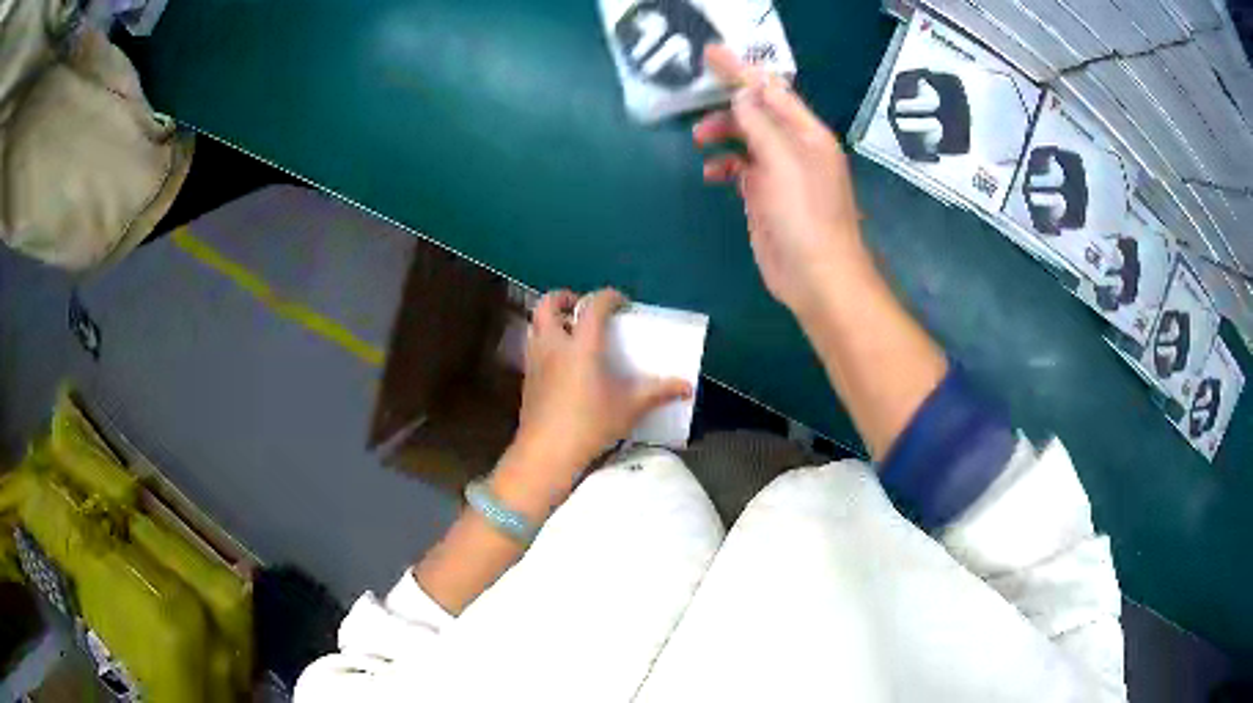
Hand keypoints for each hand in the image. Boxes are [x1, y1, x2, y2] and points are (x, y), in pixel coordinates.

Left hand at [494, 289, 691, 511]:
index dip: (608, 297)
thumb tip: (687, 387)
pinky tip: (560, 361)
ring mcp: (536, 360)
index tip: (622, 303)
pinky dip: (545, 341)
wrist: (547, 452)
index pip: (593, 306)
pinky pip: (532, 346)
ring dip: (550, 318)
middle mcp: (554, 345)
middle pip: (548, 304)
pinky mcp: (527, 378)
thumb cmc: (591, 425)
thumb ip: (658, 392)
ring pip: (534, 323)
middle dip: (564, 297)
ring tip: (570, 330)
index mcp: (582, 345)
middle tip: (582, 306)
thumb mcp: (629, 408)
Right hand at [694, 45, 867, 317]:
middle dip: (727, 105)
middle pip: (757, 112)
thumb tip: (742, 95)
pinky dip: (724, 165)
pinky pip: (741, 168)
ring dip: (723, 134)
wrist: (816, 277)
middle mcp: (795, 147)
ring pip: (746, 138)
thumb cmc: (805, 217)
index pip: (771, 90)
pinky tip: (712, 174)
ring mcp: (780, 172)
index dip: (741, 70)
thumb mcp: (783, 163)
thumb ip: (760, 124)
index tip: (710, 53)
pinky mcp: (765, 196)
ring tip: (699, 140)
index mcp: (807, 134)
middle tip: (696, 101)